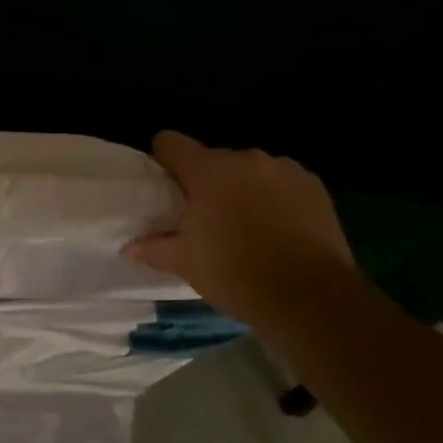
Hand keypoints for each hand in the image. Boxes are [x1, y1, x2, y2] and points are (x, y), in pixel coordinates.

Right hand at [125, 131, 357, 322]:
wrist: (313, 300)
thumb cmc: (238, 277)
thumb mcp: (187, 265)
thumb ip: (154, 249)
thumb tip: (129, 247)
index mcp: (208, 171)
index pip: (171, 143)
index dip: (164, 161)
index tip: (167, 190)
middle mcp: (245, 159)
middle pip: (213, 159)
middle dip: (206, 183)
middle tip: (207, 221)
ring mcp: (283, 169)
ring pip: (249, 171)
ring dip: (242, 189)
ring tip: (248, 229)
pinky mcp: (313, 185)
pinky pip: (281, 182)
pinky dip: (274, 198)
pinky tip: (279, 231)